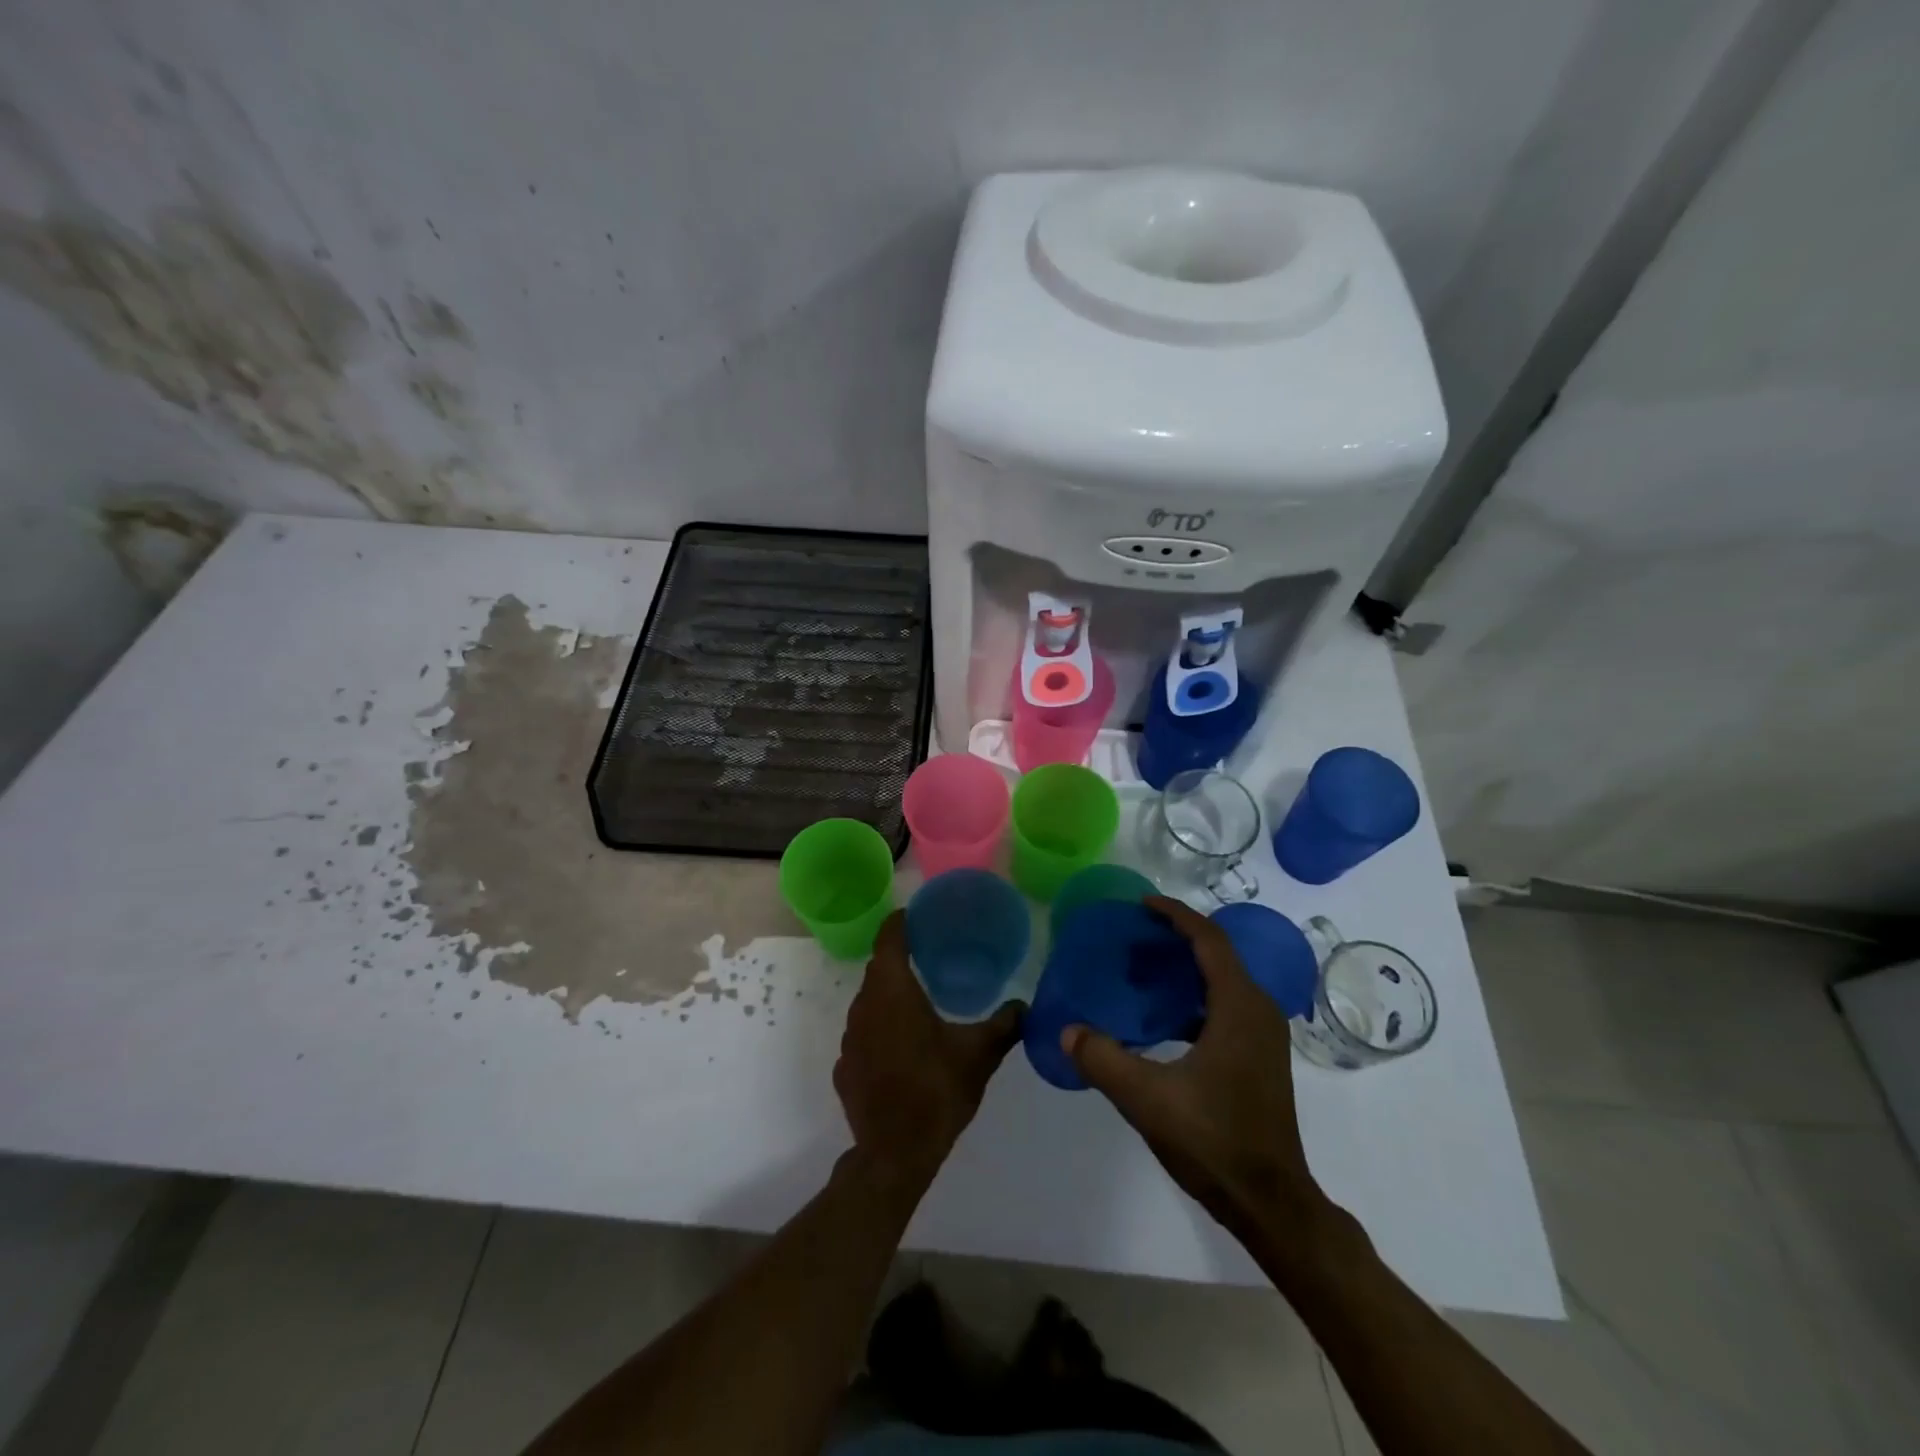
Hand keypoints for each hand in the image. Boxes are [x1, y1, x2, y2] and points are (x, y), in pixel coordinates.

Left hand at [835, 912, 1023, 1189]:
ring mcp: (849, 1038)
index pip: (889, 938)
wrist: (894, 1155)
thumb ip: (1005, 1025)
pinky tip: (902, 1047)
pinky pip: (863, 1034)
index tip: (918, 915)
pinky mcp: (844, 1066)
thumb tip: (1027, 1006)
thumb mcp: (979, 1055)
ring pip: (869, 1001)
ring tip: (919, 999)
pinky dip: (881, 1029)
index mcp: (893, 991)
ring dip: (890, 996)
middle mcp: (864, 1005)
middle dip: (900, 956)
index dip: (901, 921)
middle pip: (878, 968)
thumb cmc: (937, 1091)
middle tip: (930, 953)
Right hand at [1062, 896, 1324, 1242]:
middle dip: (1177, 937)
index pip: (1209, 940)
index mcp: (1239, 1008)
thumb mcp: (1147, 1099)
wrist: (1270, 1202)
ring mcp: (1263, 1036)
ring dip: (1185, 968)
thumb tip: (1066, 1030)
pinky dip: (1194, 996)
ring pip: (1223, 981)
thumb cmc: (1214, 1142)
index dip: (1176, 915)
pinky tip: (1162, 1017)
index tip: (1141, 904)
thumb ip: (1102, 1059)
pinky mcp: (1259, 1058)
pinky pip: (1225, 1006)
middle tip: (1133, 936)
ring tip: (1142, 970)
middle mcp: (1258, 1011)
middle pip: (1218, 954)